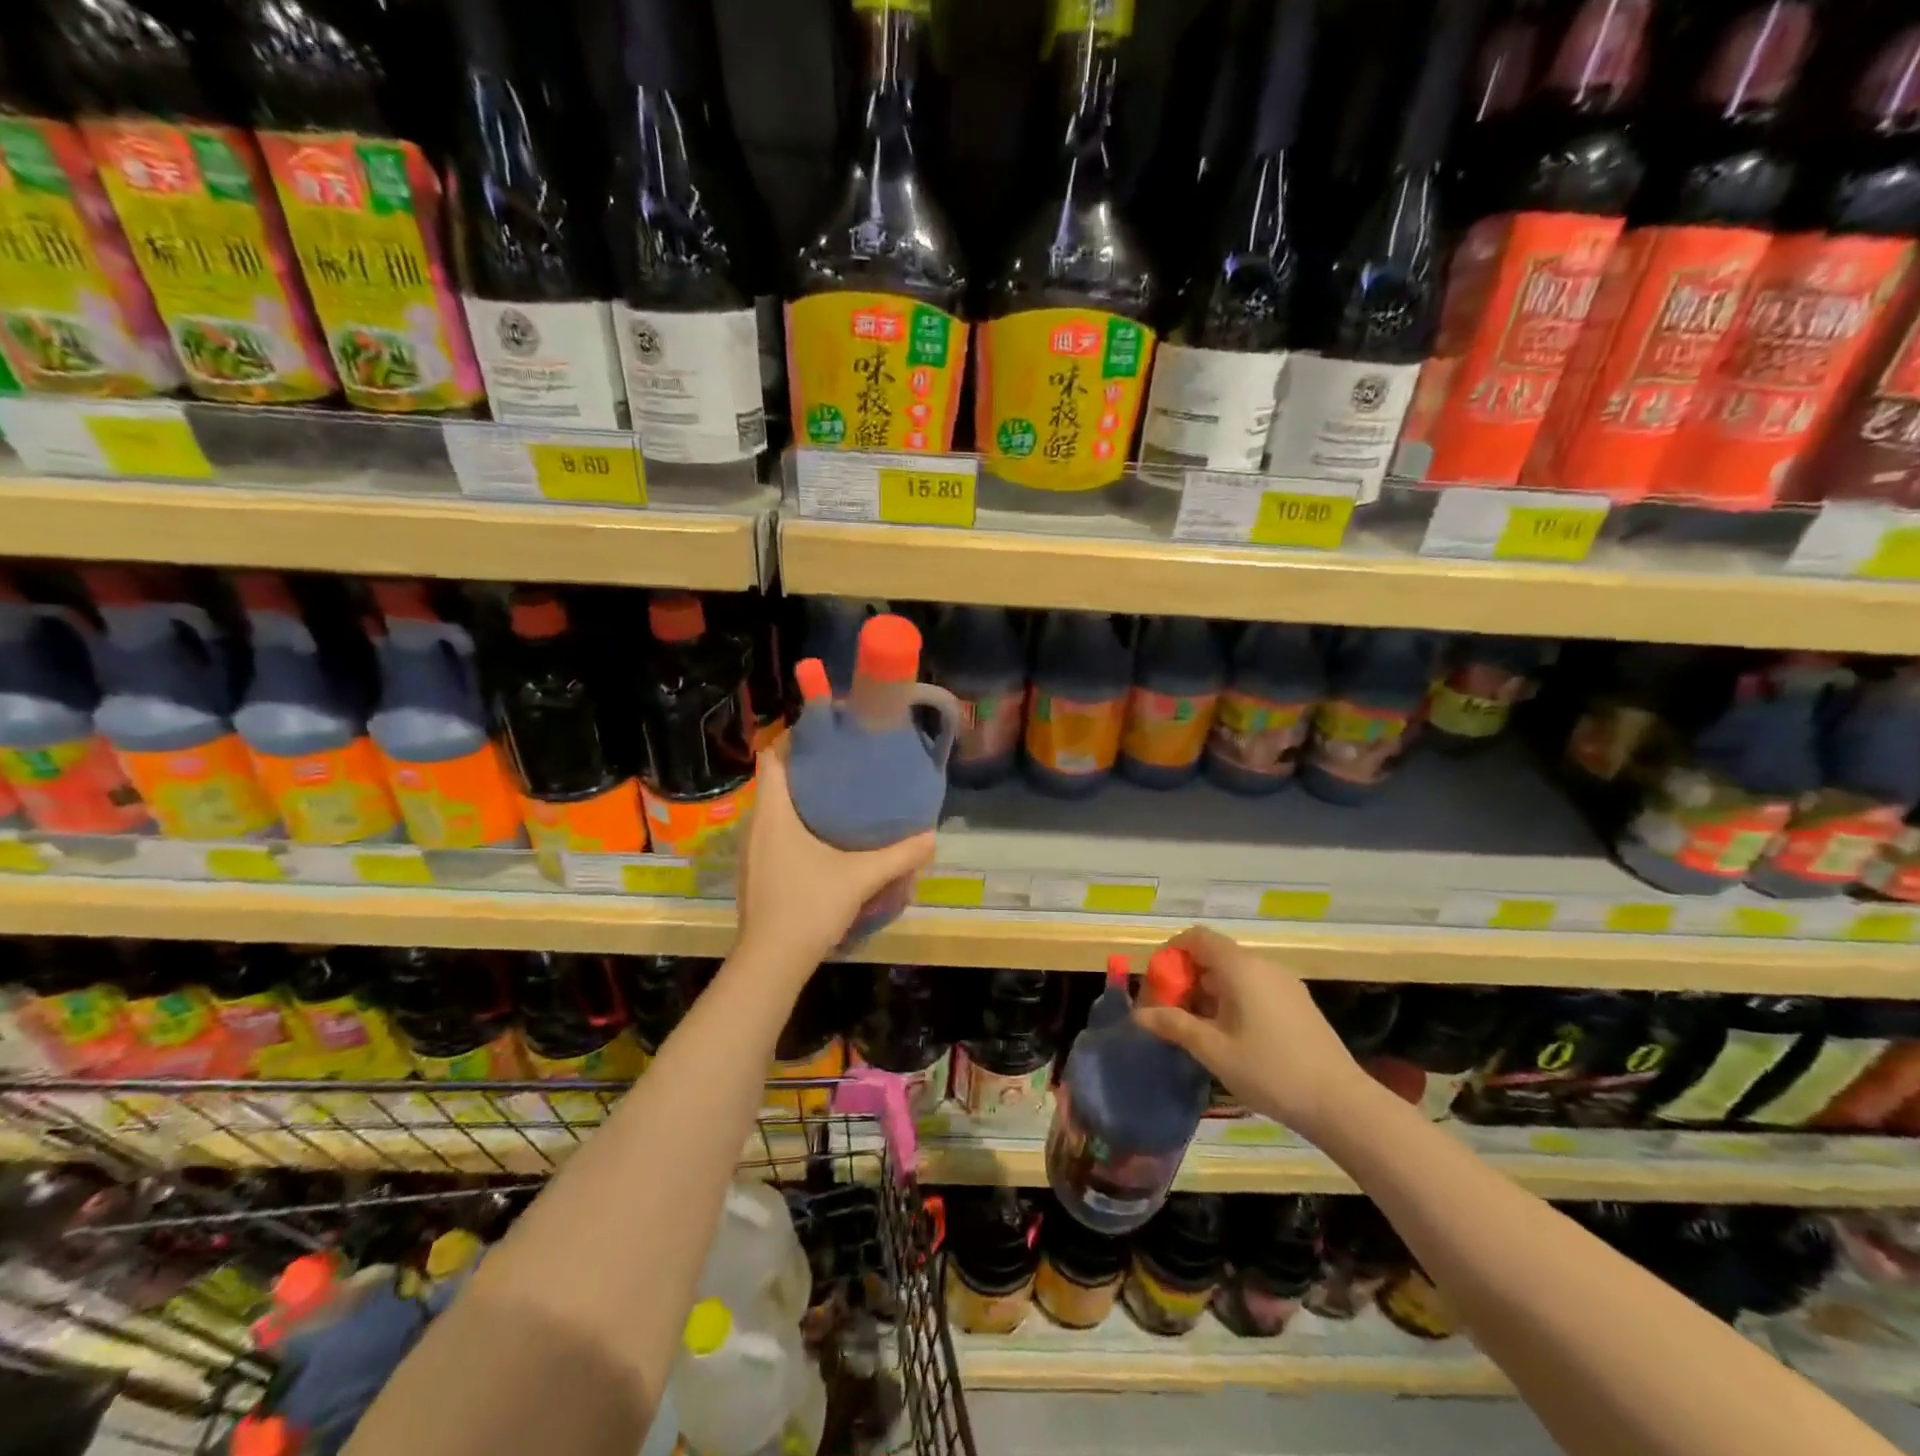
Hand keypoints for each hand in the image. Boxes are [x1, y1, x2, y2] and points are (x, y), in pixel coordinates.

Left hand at [735, 749, 936, 970]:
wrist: (771, 962)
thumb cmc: (809, 906)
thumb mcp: (861, 877)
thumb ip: (898, 855)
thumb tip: (931, 836)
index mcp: (773, 813)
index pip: (771, 757)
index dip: (794, 740)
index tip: (826, 736)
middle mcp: (757, 825)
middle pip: (775, 781)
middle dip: (806, 769)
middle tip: (844, 764)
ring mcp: (753, 851)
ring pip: (775, 809)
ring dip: (801, 799)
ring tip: (839, 797)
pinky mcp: (756, 872)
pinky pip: (775, 833)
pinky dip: (796, 825)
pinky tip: (824, 839)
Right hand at [1134, 925, 1366, 1137]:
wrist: (1341, 1103)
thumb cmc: (1270, 1071)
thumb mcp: (1214, 1050)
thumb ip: (1174, 1026)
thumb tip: (1139, 1015)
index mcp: (1240, 967)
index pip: (1196, 937)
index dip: (1171, 953)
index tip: (1158, 983)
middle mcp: (1262, 965)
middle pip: (1214, 954)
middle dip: (1187, 977)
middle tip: (1171, 1011)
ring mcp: (1283, 982)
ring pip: (1234, 973)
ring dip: (1209, 991)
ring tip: (1197, 1028)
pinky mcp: (1297, 1002)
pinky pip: (1254, 986)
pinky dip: (1233, 999)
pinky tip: (1230, 1035)